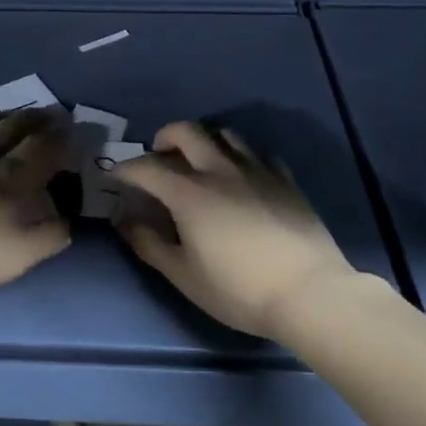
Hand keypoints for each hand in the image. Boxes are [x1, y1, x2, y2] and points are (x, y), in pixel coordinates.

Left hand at [0, 109, 71, 293]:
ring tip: (6, 115)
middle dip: (33, 118)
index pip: (41, 147)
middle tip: (47, 111)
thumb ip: (48, 237)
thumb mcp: (18, 256)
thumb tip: (66, 222)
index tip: (70, 123)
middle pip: (10, 128)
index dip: (59, 134)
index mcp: (9, 177)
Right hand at [113, 121, 356, 337]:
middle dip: (164, 136)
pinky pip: (258, 153)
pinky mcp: (285, 179)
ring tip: (201, 162)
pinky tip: (242, 175)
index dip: (125, 168)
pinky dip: (241, 156)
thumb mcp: (184, 276)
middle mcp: (219, 170)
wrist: (310, 294)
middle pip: (186, 131)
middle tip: (159, 155)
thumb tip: (125, 223)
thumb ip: (150, 245)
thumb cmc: (239, 290)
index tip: (116, 176)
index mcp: (189, 193)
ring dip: (205, 141)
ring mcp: (256, 170)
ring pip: (225, 134)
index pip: (146, 167)